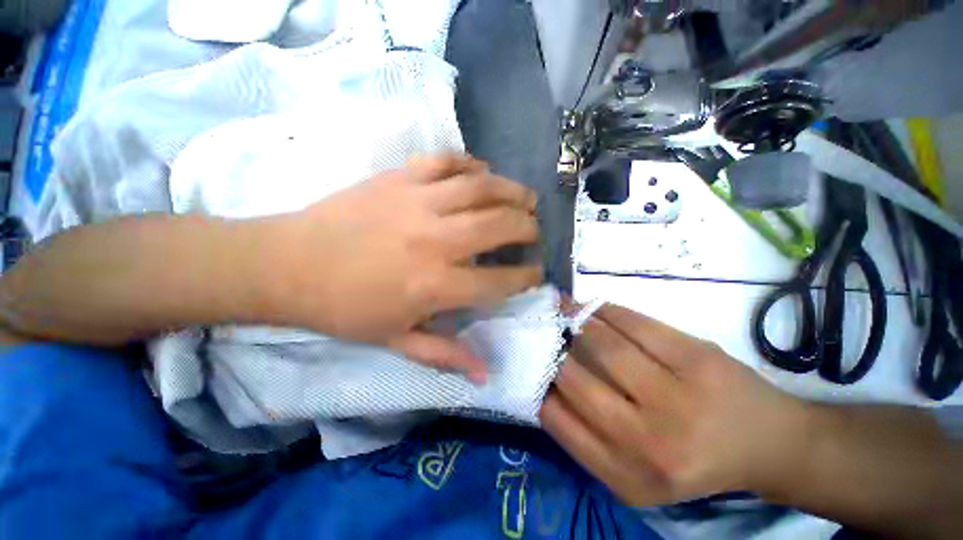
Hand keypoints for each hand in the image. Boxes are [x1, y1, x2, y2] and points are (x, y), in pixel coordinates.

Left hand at [266, 154, 542, 380]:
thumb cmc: (345, 309)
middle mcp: (435, 239)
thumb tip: (484, 375)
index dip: (526, 277)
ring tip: (527, 197)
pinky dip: (469, 163)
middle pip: (500, 225)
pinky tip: (481, 170)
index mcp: (434, 285)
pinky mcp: (399, 178)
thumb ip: (444, 354)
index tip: (536, 273)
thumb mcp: (395, 341)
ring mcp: (417, 202)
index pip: (499, 281)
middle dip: (528, 228)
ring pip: (481, 187)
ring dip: (512, 191)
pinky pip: (445, 162)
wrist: (287, 264)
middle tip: (535, 232)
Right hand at [540, 304, 809, 505]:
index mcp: (626, 476)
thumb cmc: (690, 458)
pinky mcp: (698, 358)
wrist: (767, 444)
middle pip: (575, 378)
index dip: (536, 383)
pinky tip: (592, 308)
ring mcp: (678, 398)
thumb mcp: (631, 470)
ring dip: (574, 321)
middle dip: (551, 348)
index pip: (556, 419)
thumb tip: (541, 385)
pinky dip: (605, 311)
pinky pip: (634, 323)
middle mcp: (648, 443)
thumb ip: (585, 435)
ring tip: (561, 310)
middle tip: (540, 329)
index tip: (528, 360)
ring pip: (602, 344)